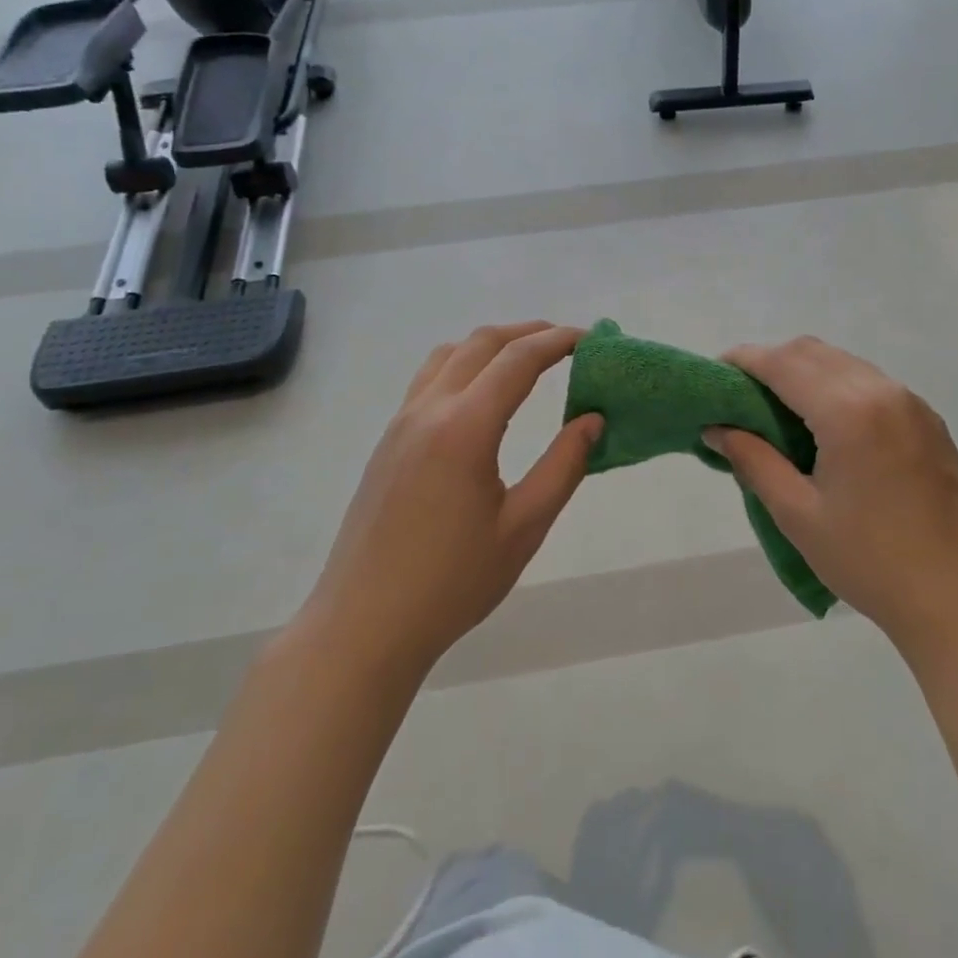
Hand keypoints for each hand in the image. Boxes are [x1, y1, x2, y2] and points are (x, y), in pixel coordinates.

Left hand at [305, 322, 602, 675]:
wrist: (363, 625)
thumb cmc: (452, 582)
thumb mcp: (524, 527)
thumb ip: (564, 466)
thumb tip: (593, 420)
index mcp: (464, 428)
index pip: (518, 360)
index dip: (558, 341)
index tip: (591, 339)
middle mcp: (428, 410)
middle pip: (482, 343)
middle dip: (528, 333)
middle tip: (567, 343)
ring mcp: (401, 423)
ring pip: (449, 355)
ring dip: (492, 344)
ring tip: (528, 359)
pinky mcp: (388, 442)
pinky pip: (429, 379)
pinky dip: (465, 365)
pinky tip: (482, 396)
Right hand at [704, 337, 957, 666]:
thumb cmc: (870, 561)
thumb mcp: (798, 514)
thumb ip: (752, 460)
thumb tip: (715, 429)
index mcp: (848, 410)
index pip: (783, 363)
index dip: (743, 360)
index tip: (714, 375)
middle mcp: (882, 391)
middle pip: (812, 352)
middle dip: (770, 362)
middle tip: (739, 396)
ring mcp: (911, 403)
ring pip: (843, 363)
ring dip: (804, 372)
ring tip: (776, 410)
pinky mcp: (928, 420)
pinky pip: (870, 383)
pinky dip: (836, 386)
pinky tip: (824, 425)